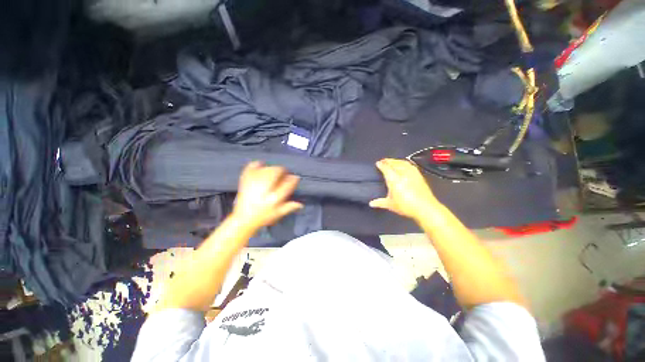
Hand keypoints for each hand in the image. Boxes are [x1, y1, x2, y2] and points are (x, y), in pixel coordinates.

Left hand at [232, 161, 302, 230]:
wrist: (243, 219)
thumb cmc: (263, 216)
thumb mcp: (278, 213)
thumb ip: (290, 207)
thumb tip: (301, 204)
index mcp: (275, 197)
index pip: (288, 183)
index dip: (294, 179)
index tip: (295, 178)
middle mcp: (265, 188)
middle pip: (277, 172)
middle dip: (283, 171)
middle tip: (285, 175)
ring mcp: (254, 182)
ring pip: (267, 168)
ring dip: (274, 169)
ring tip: (275, 173)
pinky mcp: (245, 180)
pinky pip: (252, 167)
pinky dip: (258, 164)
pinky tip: (261, 166)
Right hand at [369, 158, 440, 219]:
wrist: (425, 208)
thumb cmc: (406, 206)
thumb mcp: (390, 205)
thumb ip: (380, 202)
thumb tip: (371, 203)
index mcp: (393, 179)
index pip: (386, 168)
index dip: (381, 164)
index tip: (378, 163)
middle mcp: (402, 174)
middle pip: (394, 163)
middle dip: (388, 161)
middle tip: (383, 161)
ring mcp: (412, 173)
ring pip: (402, 162)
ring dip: (396, 160)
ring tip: (392, 161)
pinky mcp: (419, 175)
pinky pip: (410, 165)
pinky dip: (405, 163)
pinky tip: (404, 164)